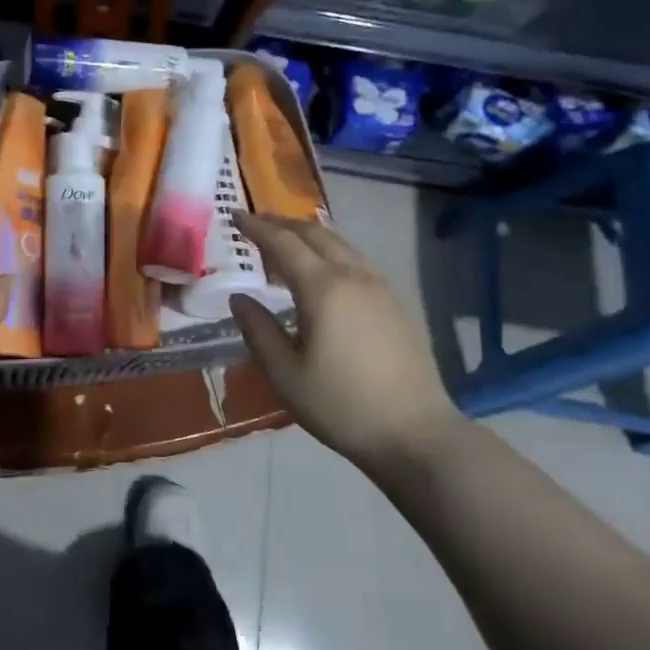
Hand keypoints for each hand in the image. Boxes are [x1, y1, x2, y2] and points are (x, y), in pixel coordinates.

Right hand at [230, 213, 463, 469]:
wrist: (415, 433)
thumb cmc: (341, 405)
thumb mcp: (285, 374)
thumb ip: (258, 330)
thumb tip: (239, 298)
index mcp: (323, 289)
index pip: (283, 244)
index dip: (256, 228)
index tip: (234, 216)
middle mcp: (354, 276)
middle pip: (315, 234)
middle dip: (282, 224)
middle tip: (256, 223)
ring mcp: (380, 287)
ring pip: (341, 243)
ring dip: (309, 234)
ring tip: (287, 241)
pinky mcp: (396, 302)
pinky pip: (357, 259)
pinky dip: (332, 250)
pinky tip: (325, 268)